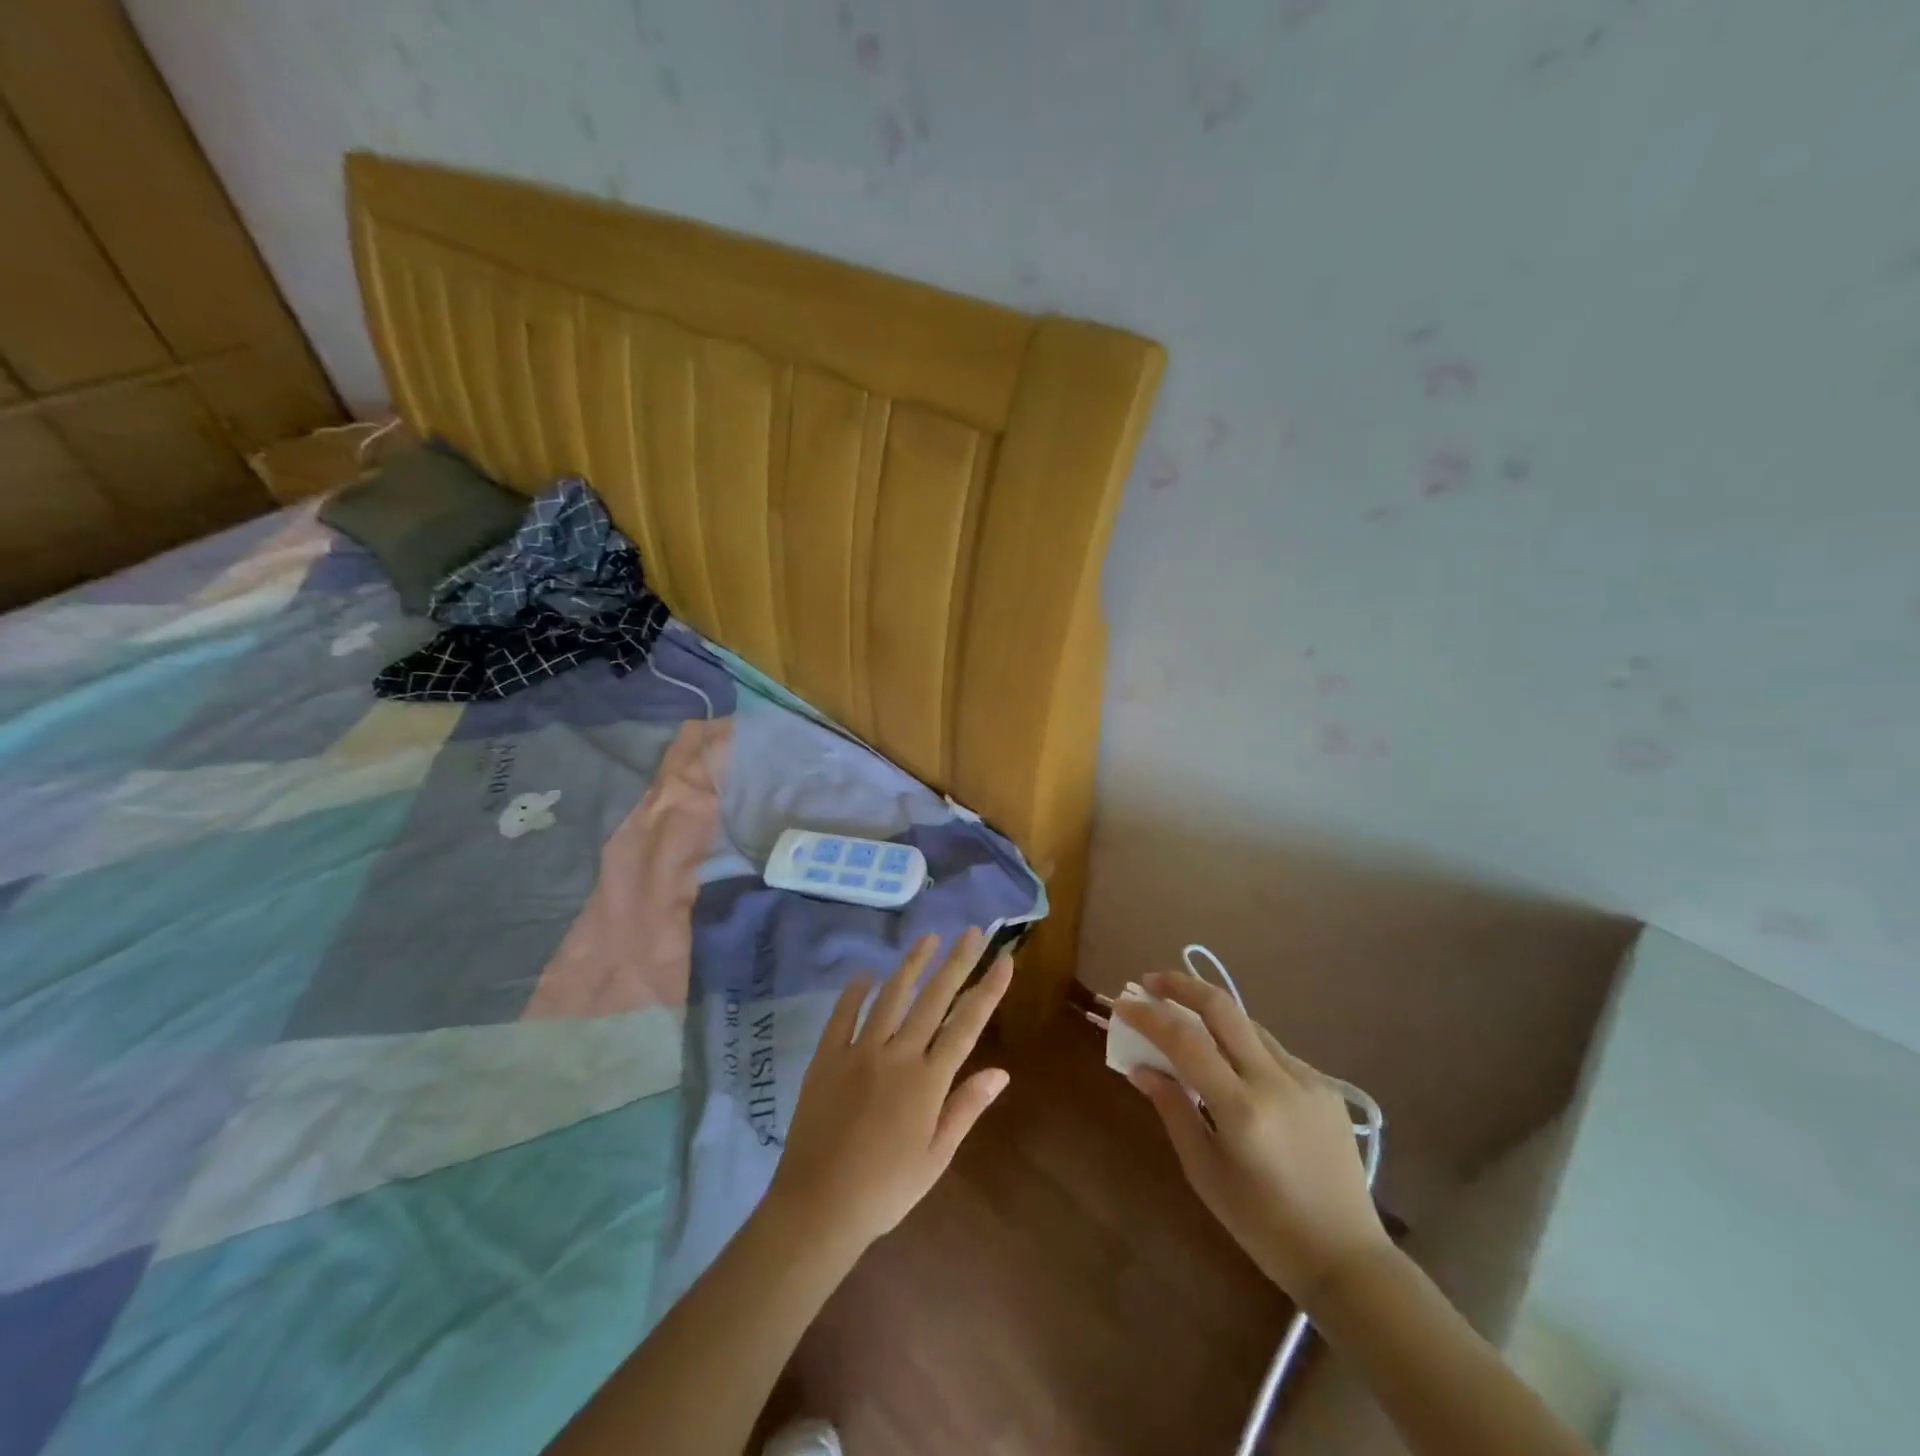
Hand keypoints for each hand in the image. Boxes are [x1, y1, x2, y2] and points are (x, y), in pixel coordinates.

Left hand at [767, 929, 1012, 1253]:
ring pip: (890, 997)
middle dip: (956, 962)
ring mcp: (859, 1052)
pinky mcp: (826, 1058)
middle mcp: (897, 1056)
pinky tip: (865, 973)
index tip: (1005, 960)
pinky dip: (855, 992)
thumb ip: (966, 1108)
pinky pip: (842, 1016)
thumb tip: (1001, 1072)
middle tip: (971, 931)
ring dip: (911, 965)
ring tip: (927, 938)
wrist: (819, 1206)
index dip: (988, 990)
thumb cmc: (886, 1189)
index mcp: (928, 1081)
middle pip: (933, 999)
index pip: (967, 1025)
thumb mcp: (936, 1157)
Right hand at [1115, 971, 1390, 1303]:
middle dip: (1181, 985)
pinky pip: (1272, 1052)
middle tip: (1151, 982)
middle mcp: (1276, 1081)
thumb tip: (1142, 1069)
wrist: (1347, 1259)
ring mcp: (1306, 1079)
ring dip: (1212, 1016)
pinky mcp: (1325, 1086)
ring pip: (1248, 1025)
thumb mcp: (1205, 1173)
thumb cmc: (1264, 1227)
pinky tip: (1232, 1068)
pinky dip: (1242, 1047)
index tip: (1122, 1005)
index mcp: (1243, 1109)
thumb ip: (1173, 1110)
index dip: (1149, 1017)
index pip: (1186, 1040)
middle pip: (1223, 1007)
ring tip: (1184, 1024)